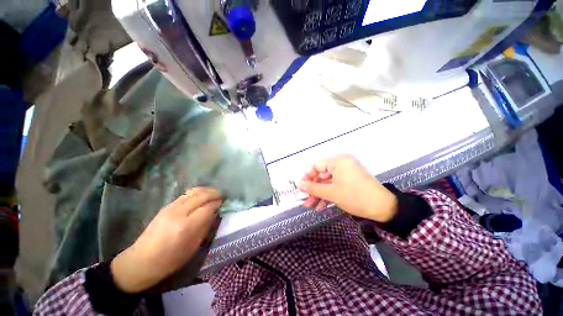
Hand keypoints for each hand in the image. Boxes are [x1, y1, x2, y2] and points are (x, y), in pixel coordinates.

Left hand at [111, 187, 222, 292]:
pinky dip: (197, 192)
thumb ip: (205, 227)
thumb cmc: (170, 260)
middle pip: (202, 196)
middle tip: (222, 196)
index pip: (208, 207)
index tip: (224, 203)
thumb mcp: (193, 247)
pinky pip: (186, 194)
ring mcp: (171, 208)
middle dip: (215, 194)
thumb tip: (215, 213)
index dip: (218, 203)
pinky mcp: (166, 206)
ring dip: (207, 190)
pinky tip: (201, 196)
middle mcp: (179, 213)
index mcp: (186, 226)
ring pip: (194, 192)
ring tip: (214, 193)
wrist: (141, 261)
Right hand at [298, 155, 397, 221]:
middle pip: (321, 174)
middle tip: (305, 200)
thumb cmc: (355, 197)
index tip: (301, 188)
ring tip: (311, 206)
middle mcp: (342, 163)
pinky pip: (335, 184)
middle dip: (313, 188)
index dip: (307, 176)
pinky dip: (328, 194)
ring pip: (327, 181)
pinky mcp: (350, 180)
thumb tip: (298, 184)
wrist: (383, 208)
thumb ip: (313, 188)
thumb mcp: (331, 193)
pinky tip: (321, 206)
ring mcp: (346, 172)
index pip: (316, 165)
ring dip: (319, 193)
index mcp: (338, 161)